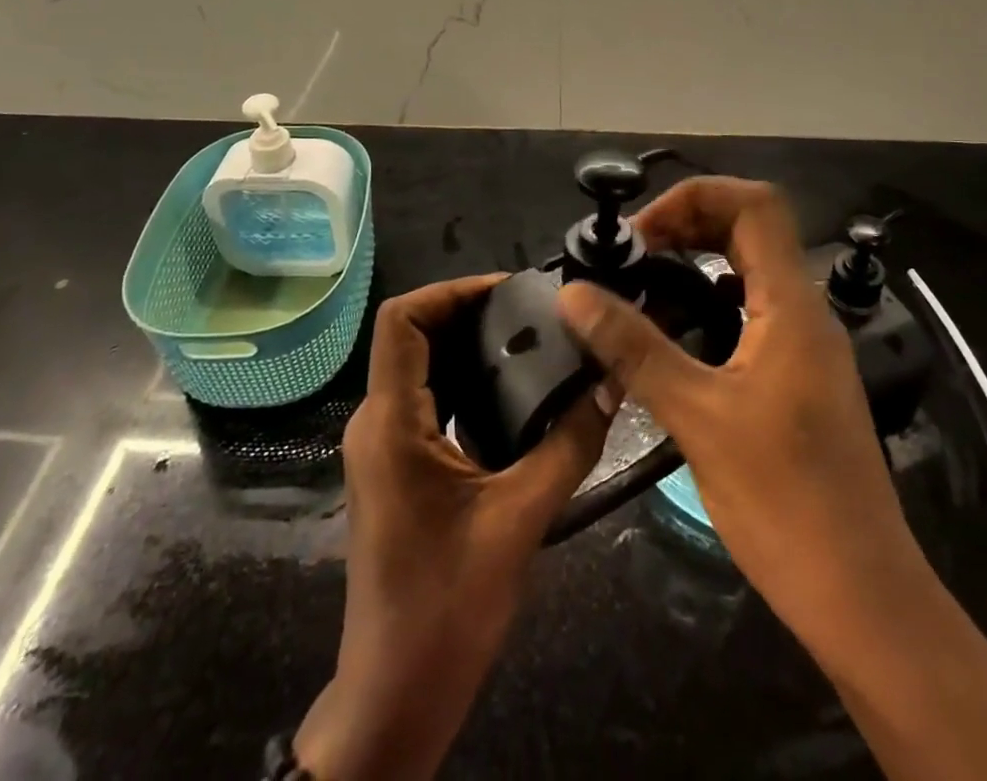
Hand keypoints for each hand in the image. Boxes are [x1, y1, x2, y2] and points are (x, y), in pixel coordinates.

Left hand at [296, 274, 610, 780]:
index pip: (401, 320)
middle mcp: (376, 421)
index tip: (508, 292)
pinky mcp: (395, 467)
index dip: (449, 291)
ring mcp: (382, 446)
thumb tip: (610, 386)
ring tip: (529, 340)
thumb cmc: (448, 605)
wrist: (396, 695)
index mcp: (391, 421)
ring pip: (418, 367)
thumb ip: (568, 445)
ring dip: (467, 346)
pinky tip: (511, 391)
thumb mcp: (520, 519)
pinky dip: (462, 380)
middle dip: (468, 314)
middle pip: (412, 336)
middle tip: (532, 313)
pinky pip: (424, 400)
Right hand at [557, 178, 928, 663]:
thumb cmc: (785, 502)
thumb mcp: (697, 417)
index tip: (643, 233)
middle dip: (688, 224)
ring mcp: (805, 347)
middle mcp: (806, 313)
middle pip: (751, 229)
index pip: (755, 205)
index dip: (696, 197)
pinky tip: (670, 336)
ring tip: (641, 284)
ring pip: (750, 272)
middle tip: (633, 253)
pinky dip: (708, 303)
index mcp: (793, 306)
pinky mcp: (797, 378)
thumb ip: (633, 347)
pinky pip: (751, 312)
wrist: (862, 599)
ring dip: (697, 262)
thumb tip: (573, 294)